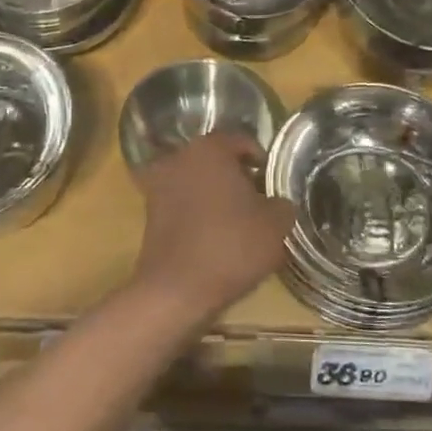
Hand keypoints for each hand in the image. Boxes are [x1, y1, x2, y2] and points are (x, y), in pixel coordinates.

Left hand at [129, 132, 295, 327]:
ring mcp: (159, 182)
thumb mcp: (275, 225)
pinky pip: (182, 201)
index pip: (242, 141)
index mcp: (210, 148)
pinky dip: (197, 211)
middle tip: (257, 202)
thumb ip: (282, 204)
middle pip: (217, 158)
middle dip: (237, 176)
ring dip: (215, 193)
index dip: (262, 161)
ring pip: (197, 179)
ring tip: (236, 222)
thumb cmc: (231, 246)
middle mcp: (180, 156)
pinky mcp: (149, 210)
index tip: (272, 185)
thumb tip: (278, 202)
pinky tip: (213, 236)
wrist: (176, 289)